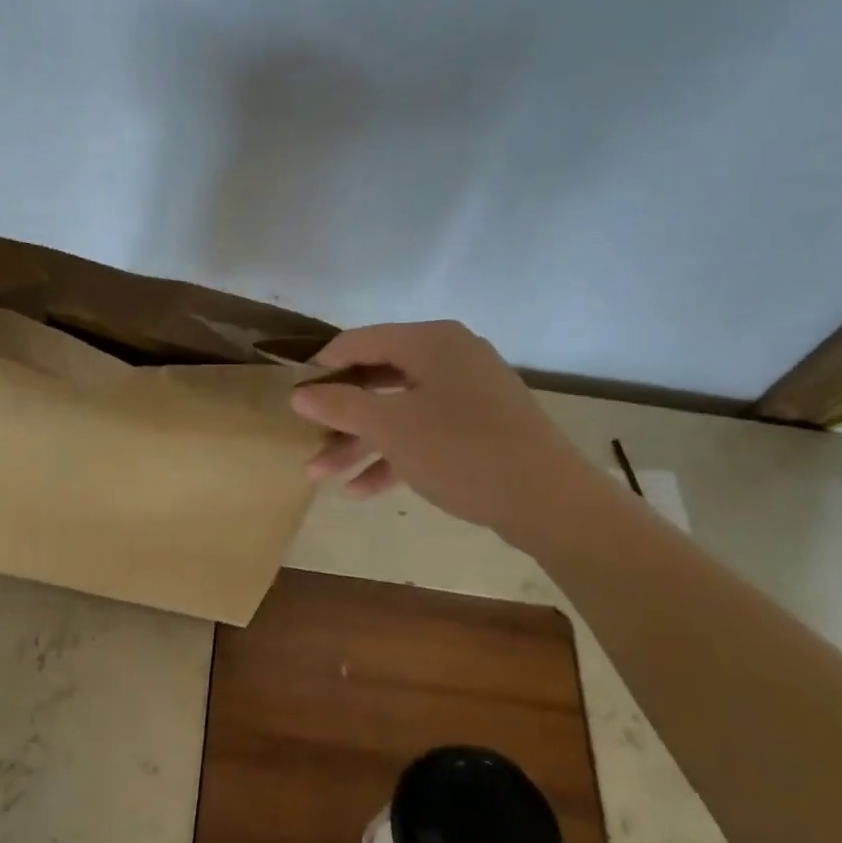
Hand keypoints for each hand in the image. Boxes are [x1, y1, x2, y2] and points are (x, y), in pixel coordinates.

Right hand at [290, 321, 602, 550]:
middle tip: (305, 439)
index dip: (321, 368)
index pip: (358, 342)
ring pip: (397, 411)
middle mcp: (449, 358)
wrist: (549, 501)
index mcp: (431, 341)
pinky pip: (423, 433)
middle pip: (376, 379)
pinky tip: (361, 490)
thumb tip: (297, 393)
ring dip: (358, 442)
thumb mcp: (391, 427)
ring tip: (319, 475)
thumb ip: (340, 405)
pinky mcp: (477, 428)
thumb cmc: (462, 450)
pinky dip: (393, 457)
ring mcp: (466, 394)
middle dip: (338, 415)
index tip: (292, 398)